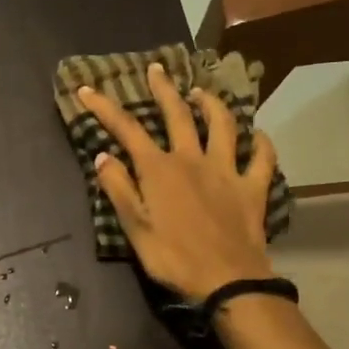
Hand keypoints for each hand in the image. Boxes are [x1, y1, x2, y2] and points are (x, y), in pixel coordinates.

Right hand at [78, 61, 277, 299]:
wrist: (226, 279)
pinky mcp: (253, 187)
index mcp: (159, 170)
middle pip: (177, 115)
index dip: (105, 108)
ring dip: (212, 104)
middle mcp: (193, 160)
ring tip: (202, 92)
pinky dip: (260, 144)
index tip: (87, 89)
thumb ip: (119, 190)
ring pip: (222, 126)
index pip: (127, 130)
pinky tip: (258, 135)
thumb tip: (103, 156)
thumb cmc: (173, 257)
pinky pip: (262, 158)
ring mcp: (227, 171)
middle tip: (157, 69)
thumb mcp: (135, 228)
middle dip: (164, 90)